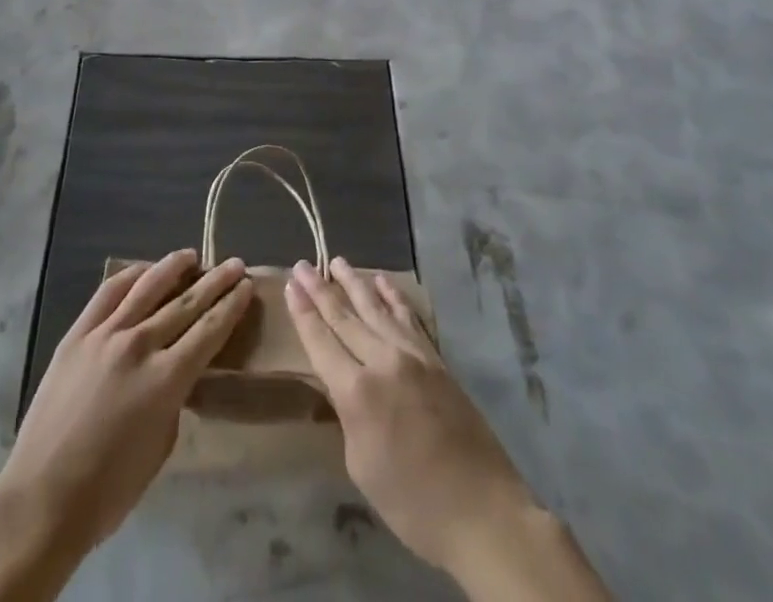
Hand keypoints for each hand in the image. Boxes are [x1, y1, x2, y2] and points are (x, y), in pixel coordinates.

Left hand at [0, 253, 251, 601]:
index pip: (209, 331)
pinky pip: (109, 292)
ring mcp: (105, 334)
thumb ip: (174, 397)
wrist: (43, 497)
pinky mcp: (78, 333)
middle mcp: (139, 345)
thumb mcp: (161, 446)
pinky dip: (131, 275)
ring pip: (148, 286)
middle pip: (186, 302)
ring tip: (191, 255)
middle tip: (234, 263)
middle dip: (215, 281)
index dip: (231, 306)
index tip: (247, 285)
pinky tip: (145, 270)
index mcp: (166, 380)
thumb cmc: (109, 489)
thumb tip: (177, 369)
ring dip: (174, 267)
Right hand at [287, 259, 609, 600]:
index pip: (321, 341)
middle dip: (320, 289)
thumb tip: (343, 384)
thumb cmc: (412, 503)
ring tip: (338, 262)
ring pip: (376, 308)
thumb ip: (347, 414)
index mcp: (356, 392)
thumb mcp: (361, 465)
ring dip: (355, 282)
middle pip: (345, 317)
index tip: (291, 282)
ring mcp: (413, 355)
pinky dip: (393, 296)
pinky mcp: (436, 359)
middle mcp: (382, 361)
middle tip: (303, 264)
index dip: (303, 312)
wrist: (481, 510)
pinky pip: (408, 317)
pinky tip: (382, 281)